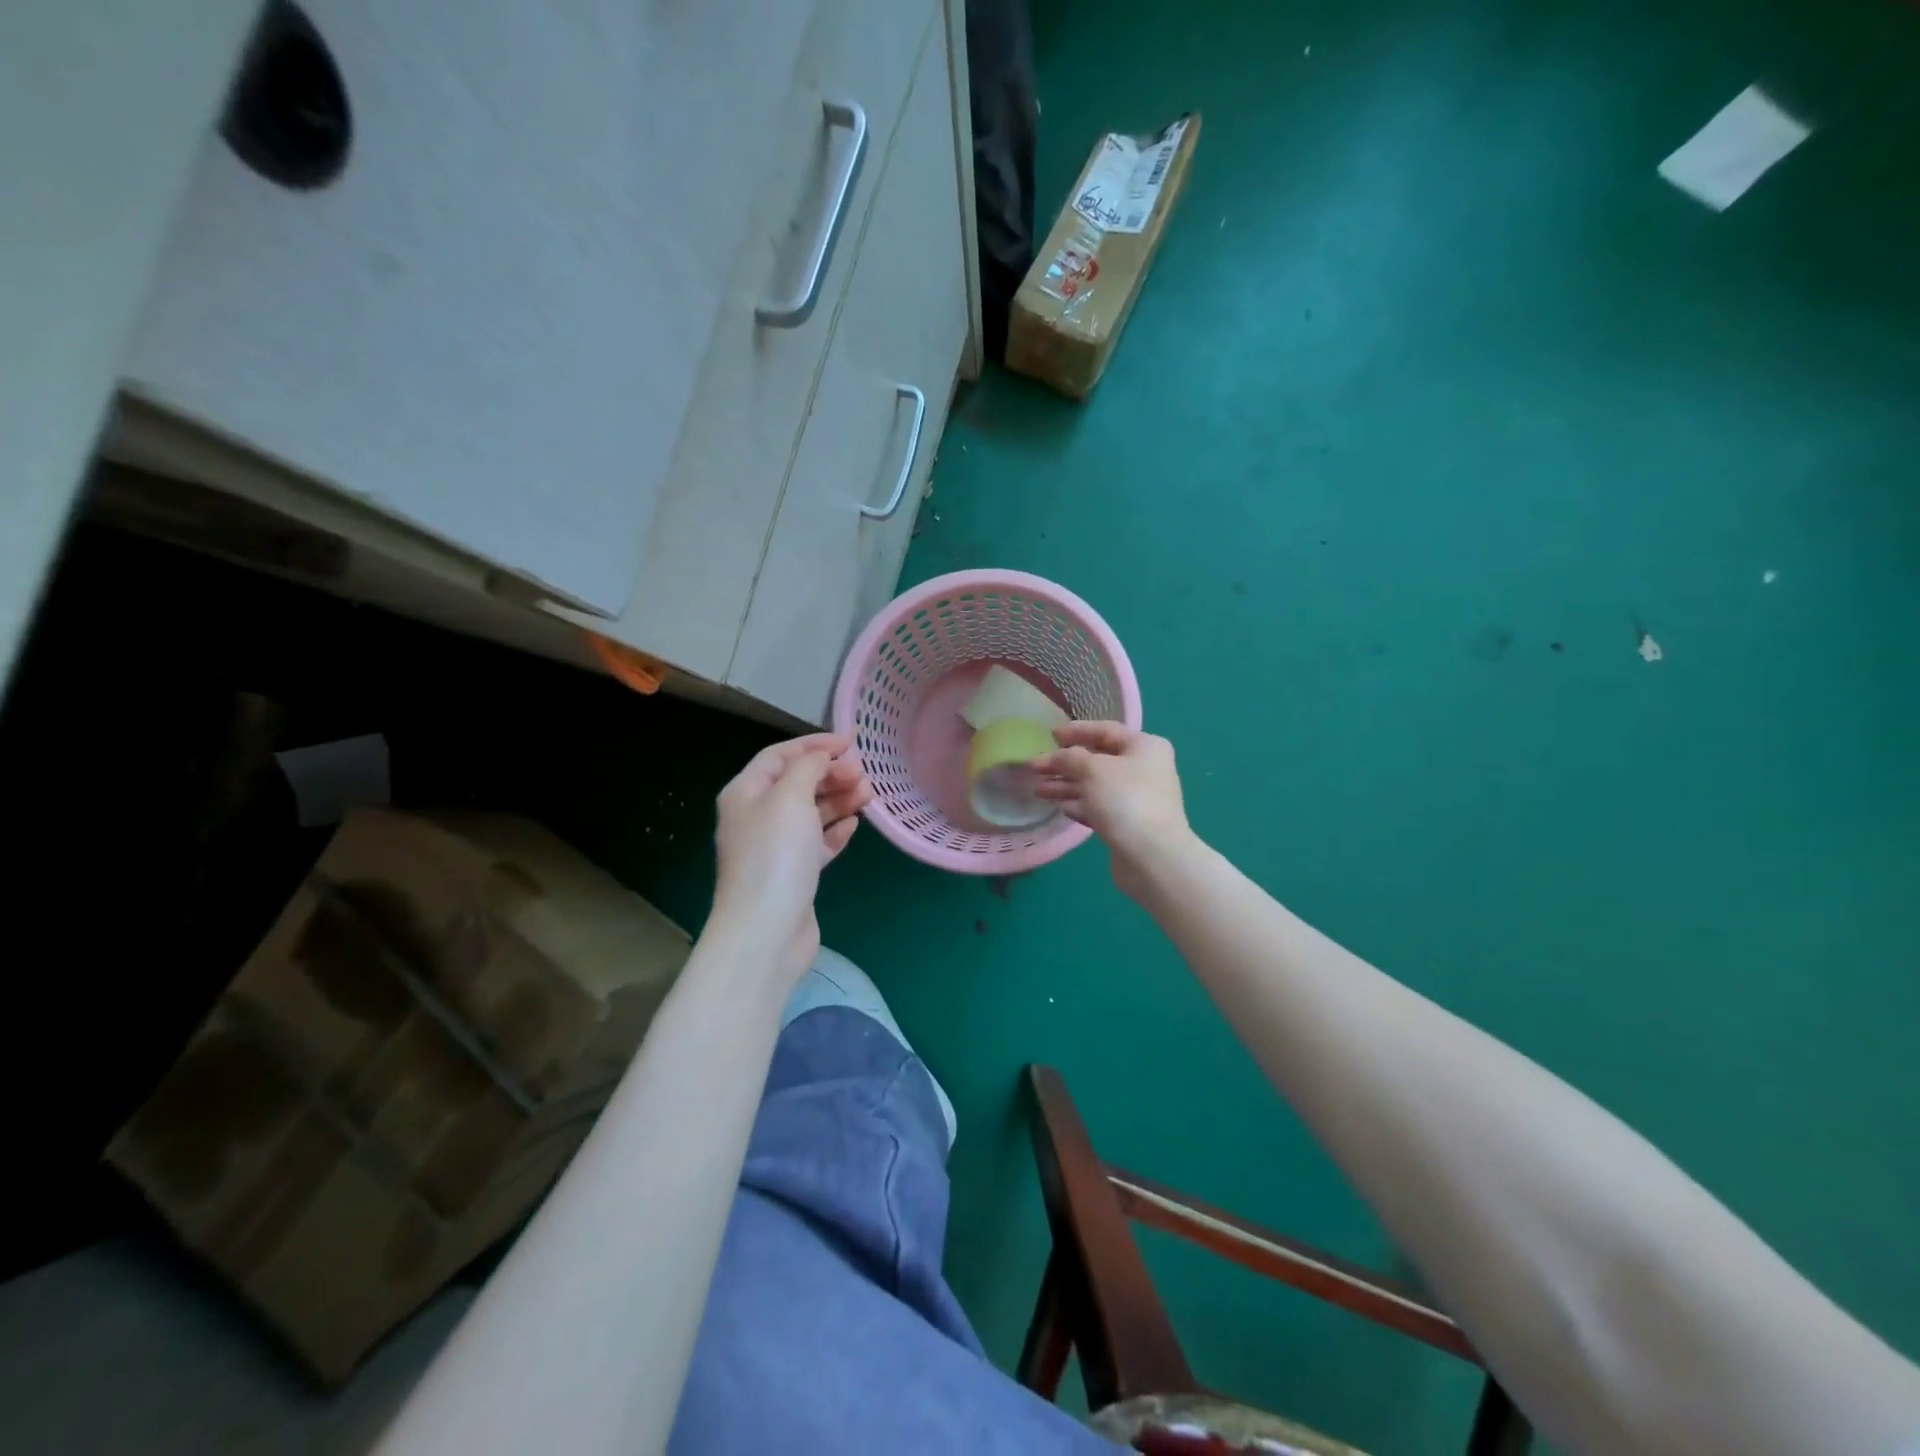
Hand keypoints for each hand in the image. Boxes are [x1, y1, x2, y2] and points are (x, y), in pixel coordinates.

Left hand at [711, 732, 871, 980]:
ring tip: (868, 796)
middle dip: (831, 773)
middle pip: (797, 782)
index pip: (780, 755)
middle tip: (863, 774)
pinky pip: (817, 842)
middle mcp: (757, 816)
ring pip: (811, 812)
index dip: (815, 744)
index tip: (852, 742)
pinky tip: (854, 826)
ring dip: (839, 800)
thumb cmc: (775, 855)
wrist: (766, 930)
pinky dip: (836, 830)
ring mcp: (775, 847)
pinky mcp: (793, 874)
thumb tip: (822, 757)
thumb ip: (808, 767)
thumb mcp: (790, 797)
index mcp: (745, 793)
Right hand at [1033, 723, 1194, 899]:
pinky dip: (1080, 805)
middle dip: (1065, 763)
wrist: (1152, 857)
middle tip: (1035, 767)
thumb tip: (1057, 756)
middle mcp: (1144, 769)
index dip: (1076, 731)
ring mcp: (1138, 798)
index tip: (1050, 734)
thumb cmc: (1125, 800)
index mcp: (1144, 746)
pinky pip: (1099, 807)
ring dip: (1067, 785)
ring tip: (1038, 790)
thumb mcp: (1092, 769)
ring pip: (1095, 786)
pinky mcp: (1129, 824)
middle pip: (1098, 760)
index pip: (1105, 730)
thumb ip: (1069, 757)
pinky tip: (1060, 808)